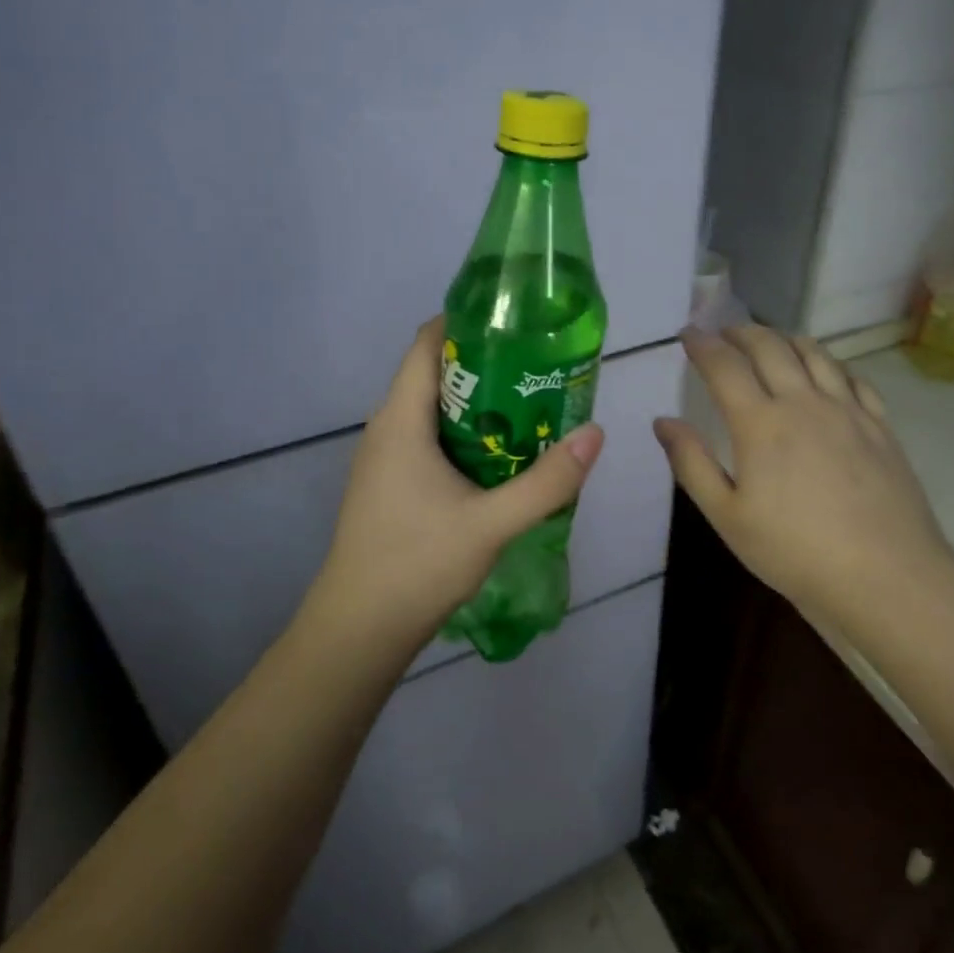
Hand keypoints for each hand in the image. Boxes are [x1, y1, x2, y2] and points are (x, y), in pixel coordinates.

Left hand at [306, 316, 603, 648]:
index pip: (428, 343)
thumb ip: (546, 481)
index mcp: (401, 419)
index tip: (518, 323)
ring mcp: (385, 458)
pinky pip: (430, 439)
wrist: (359, 629)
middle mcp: (387, 428)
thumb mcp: (492, 523)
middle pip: (436, 373)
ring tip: (531, 406)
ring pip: (435, 410)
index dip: (469, 322)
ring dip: (480, 403)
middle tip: (540, 367)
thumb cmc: (416, 564)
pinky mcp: (390, 484)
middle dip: (487, 364)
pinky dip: (466, 434)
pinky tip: (502, 455)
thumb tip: (595, 434)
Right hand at [654, 326, 953, 623]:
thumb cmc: (794, 551)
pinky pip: (853, 377)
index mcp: (760, 423)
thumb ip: (691, 463)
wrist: (885, 575)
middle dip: (741, 332)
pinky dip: (830, 363)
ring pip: (814, 353)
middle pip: (769, 347)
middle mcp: (803, 402)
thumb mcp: (727, 516)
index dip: (702, 344)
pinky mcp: (879, 425)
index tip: (687, 333)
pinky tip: (826, 371)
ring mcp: (847, 410)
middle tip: (724, 332)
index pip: (724, 366)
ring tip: (770, 341)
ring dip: (785, 338)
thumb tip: (663, 421)